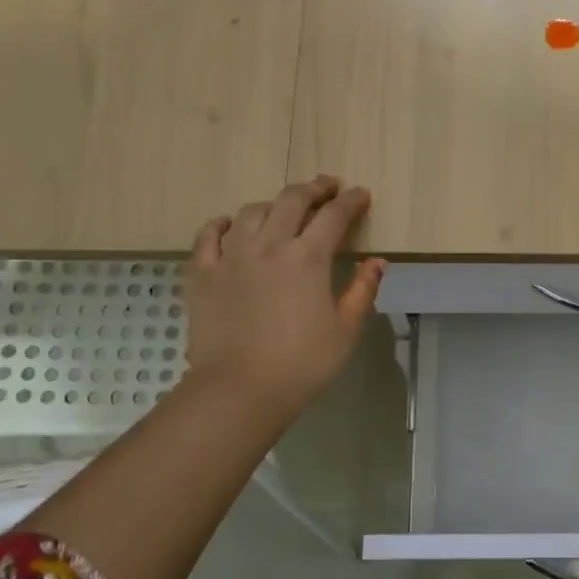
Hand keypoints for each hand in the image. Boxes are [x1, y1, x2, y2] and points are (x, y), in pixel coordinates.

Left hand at [180, 177, 385, 419]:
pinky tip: (230, 225)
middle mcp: (268, 245)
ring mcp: (230, 256)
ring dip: (273, 204)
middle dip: (314, 189)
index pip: (334, 216)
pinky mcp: (202, 274)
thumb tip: (376, 262)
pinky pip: (208, 235)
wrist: (239, 390)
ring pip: (251, 212)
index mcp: (307, 258)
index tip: (361, 195)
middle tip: (328, 187)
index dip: (351, 202)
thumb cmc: (303, 364)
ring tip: (284, 209)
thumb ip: (362, 291)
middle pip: (292, 200)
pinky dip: (222, 224)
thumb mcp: (346, 331)